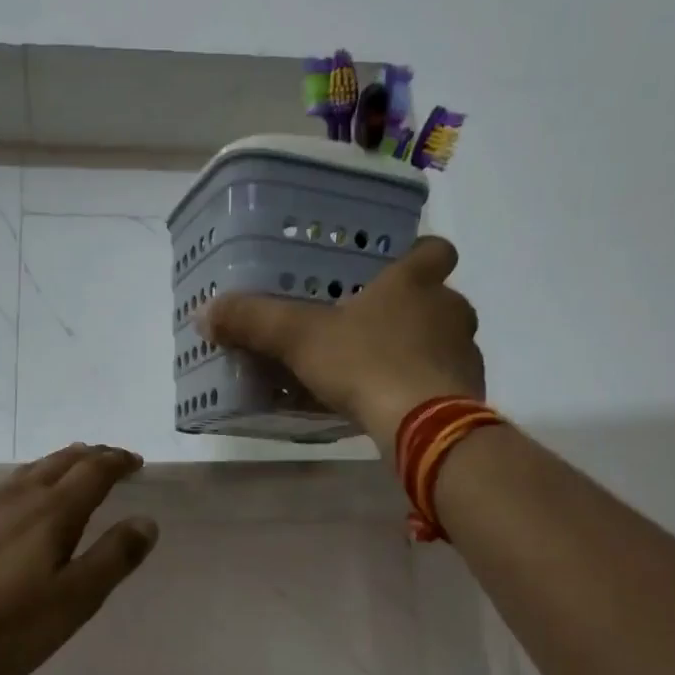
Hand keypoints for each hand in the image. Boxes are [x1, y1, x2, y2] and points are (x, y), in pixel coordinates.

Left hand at [0, 444, 157, 674]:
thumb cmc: (5, 626)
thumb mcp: (74, 599)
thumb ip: (113, 558)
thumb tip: (146, 520)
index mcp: (52, 512)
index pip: (93, 472)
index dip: (117, 462)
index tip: (135, 462)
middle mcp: (18, 500)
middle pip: (59, 463)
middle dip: (90, 456)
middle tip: (109, 458)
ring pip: (28, 473)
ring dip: (58, 463)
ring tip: (71, 467)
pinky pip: (6, 490)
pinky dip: (29, 482)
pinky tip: (21, 505)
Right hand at [200, 235, 485, 456]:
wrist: (423, 424)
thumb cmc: (364, 363)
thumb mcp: (298, 339)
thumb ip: (254, 322)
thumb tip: (204, 312)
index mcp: (414, 283)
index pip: (434, 250)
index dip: (418, 255)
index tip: (396, 270)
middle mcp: (449, 310)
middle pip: (440, 299)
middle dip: (413, 311)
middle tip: (374, 328)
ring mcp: (465, 352)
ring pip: (444, 341)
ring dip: (420, 351)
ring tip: (382, 371)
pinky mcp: (470, 392)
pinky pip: (447, 381)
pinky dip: (426, 388)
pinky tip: (398, 405)